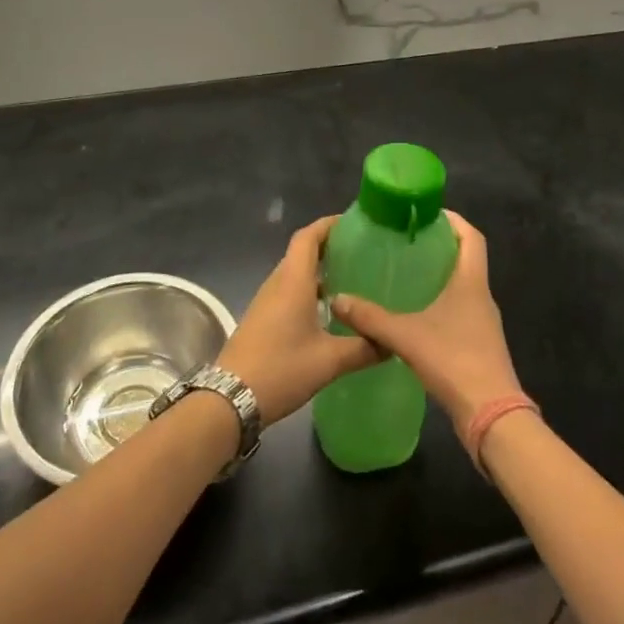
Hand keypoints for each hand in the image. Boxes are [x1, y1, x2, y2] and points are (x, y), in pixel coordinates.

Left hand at [217, 217, 380, 423]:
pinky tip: (329, 311)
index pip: (308, 237)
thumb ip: (364, 347)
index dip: (328, 225)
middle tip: (362, 252)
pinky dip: (309, 290)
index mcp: (293, 281)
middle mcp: (278, 284)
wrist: (230, 399)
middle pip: (301, 252)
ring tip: (352, 278)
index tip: (354, 224)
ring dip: (319, 270)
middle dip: (329, 246)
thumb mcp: (329, 361)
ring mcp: (266, 301)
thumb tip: (392, 341)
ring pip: (295, 273)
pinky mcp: (262, 319)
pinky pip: (288, 291)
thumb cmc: (281, 369)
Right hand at [329, 211, 522, 432]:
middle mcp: (481, 295)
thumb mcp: (405, 336)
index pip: (471, 236)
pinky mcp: (479, 344)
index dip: (453, 220)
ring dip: (439, 275)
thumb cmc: (453, 360)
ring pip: (462, 285)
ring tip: (405, 272)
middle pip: (466, 258)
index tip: (426, 214)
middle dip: (440, 245)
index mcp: (471, 282)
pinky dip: (440, 302)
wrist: (491, 415)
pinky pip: (460, 309)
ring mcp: (483, 321)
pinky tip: (415, 312)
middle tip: (405, 241)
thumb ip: (370, 318)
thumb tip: (337, 300)